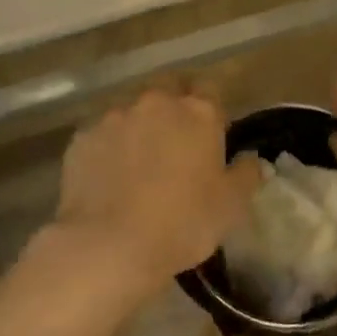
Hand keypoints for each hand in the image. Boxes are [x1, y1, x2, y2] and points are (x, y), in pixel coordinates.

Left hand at [55, 87, 257, 290]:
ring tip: (137, 166)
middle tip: (175, 147)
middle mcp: (156, 103)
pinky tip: (108, 179)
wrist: (109, 245)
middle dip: (172, 112)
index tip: (210, 134)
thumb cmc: (183, 223)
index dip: (210, 110)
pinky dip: (108, 149)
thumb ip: (246, 175)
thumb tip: (253, 160)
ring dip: (139, 129)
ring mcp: (115, 117)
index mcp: (197, 112)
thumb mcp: (230, 206)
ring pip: (132, 113)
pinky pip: (102, 136)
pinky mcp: (83, 138)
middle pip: (168, 93)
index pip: (210, 90)